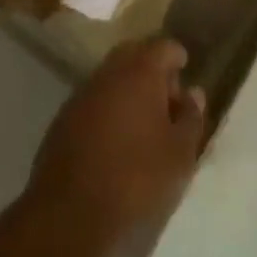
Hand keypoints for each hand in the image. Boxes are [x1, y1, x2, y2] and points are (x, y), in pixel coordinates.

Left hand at [28, 39, 207, 251]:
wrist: (71, 210)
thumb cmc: (137, 178)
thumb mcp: (180, 154)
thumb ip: (191, 117)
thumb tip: (193, 92)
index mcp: (139, 73)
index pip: (162, 46)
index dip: (177, 57)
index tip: (186, 73)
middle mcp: (107, 74)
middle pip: (133, 56)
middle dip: (152, 69)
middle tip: (169, 99)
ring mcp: (81, 94)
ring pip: (111, 77)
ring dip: (129, 89)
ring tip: (146, 122)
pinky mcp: (63, 118)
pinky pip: (94, 99)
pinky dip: (109, 107)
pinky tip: (118, 137)